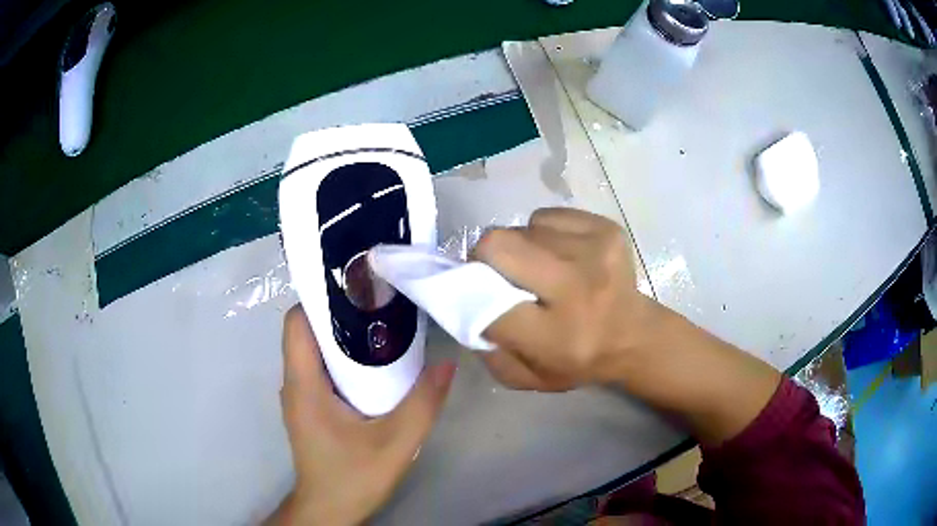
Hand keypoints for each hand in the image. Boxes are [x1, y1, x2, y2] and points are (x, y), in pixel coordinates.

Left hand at [267, 306, 455, 524]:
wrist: (329, 509)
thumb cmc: (353, 477)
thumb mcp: (396, 443)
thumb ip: (423, 403)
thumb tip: (447, 363)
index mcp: (304, 384)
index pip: (297, 321)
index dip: (323, 298)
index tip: (360, 287)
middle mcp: (295, 382)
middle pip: (308, 330)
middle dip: (341, 311)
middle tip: (383, 302)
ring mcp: (301, 395)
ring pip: (315, 348)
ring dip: (344, 334)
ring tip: (384, 325)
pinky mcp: (310, 406)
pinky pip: (321, 367)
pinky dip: (344, 356)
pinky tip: (376, 363)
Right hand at [474, 207, 780, 444]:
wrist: (635, 335)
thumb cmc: (578, 361)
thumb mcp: (527, 376)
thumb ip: (489, 348)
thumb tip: (462, 303)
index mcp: (557, 336)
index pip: (488, 301)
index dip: (468, 290)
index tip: (468, 290)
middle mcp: (578, 288)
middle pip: (499, 244)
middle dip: (485, 256)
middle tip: (496, 271)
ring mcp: (596, 251)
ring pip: (523, 227)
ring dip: (521, 246)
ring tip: (539, 268)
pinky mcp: (606, 229)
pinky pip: (547, 216)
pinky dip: (543, 233)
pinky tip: (560, 254)